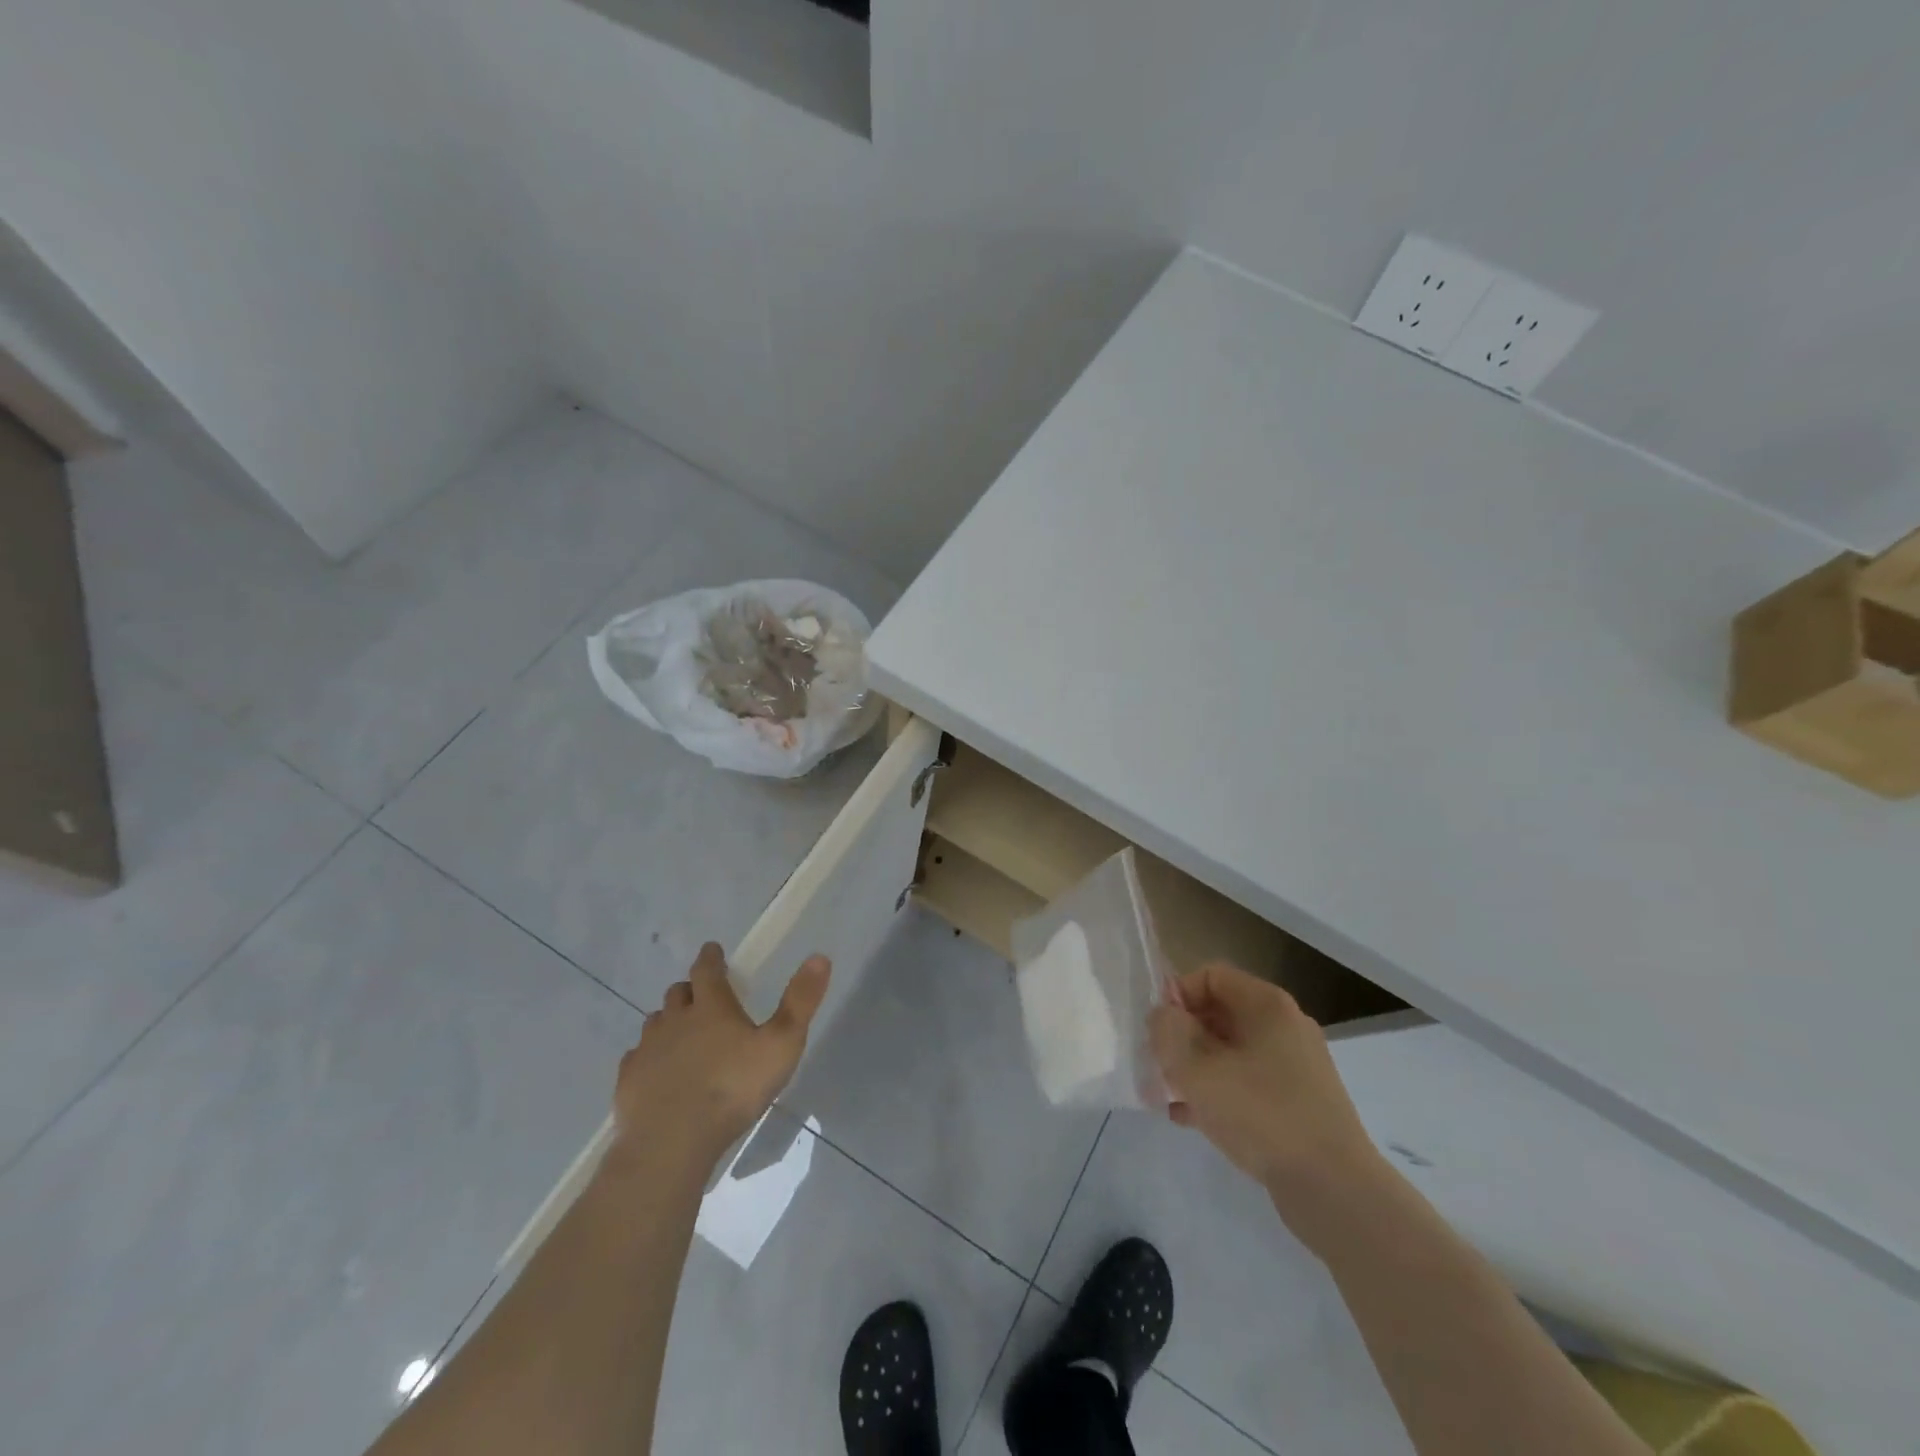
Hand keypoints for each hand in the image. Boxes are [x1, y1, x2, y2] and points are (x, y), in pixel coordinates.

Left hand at [610, 943, 830, 1170]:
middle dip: (690, 990)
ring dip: (669, 1022)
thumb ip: (800, 1001)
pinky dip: (648, 1057)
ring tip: (682, 1035)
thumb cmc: (733, 1088)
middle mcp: (675, 1019)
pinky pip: (637, 1058)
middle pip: (678, 993)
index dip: (710, 957)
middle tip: (702, 998)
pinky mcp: (629, 1081)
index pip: (706, 969)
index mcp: (711, 1007)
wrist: (672, 1142)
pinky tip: (657, 1072)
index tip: (712, 950)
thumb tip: (820, 956)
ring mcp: (648, 1050)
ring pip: (655, 1022)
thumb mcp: (782, 1044)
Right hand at [1149, 963, 1385, 1214]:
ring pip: (1230, 1052)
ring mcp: (1295, 1067)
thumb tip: (1164, 1016)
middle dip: (1182, 1036)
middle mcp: (1284, 1026)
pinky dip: (1217, 1093)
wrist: (1335, 1190)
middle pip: (1219, 1013)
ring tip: (1166, 1094)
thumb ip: (1168, 1032)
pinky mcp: (1298, 1104)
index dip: (1177, 995)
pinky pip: (1246, 1084)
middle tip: (1156, 1064)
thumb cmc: (1262, 1115)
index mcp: (1266, 1005)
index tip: (1157, 1030)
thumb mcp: (1198, 1069)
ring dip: (1195, 1067)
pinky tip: (1189, 1119)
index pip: (1210, 976)